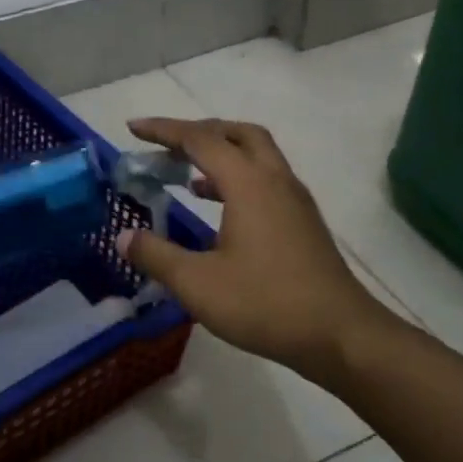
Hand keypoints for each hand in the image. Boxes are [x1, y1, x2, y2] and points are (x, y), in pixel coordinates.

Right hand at [117, 118, 388, 382]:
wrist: (339, 334)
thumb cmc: (265, 303)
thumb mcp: (198, 283)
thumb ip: (156, 255)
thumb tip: (123, 237)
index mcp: (249, 183)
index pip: (200, 140)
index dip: (164, 131)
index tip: (133, 128)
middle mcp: (275, 180)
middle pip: (237, 134)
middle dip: (199, 132)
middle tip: (167, 146)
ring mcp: (295, 200)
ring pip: (257, 155)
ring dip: (222, 154)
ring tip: (186, 175)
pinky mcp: (303, 222)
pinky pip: (266, 180)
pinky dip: (238, 179)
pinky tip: (219, 209)